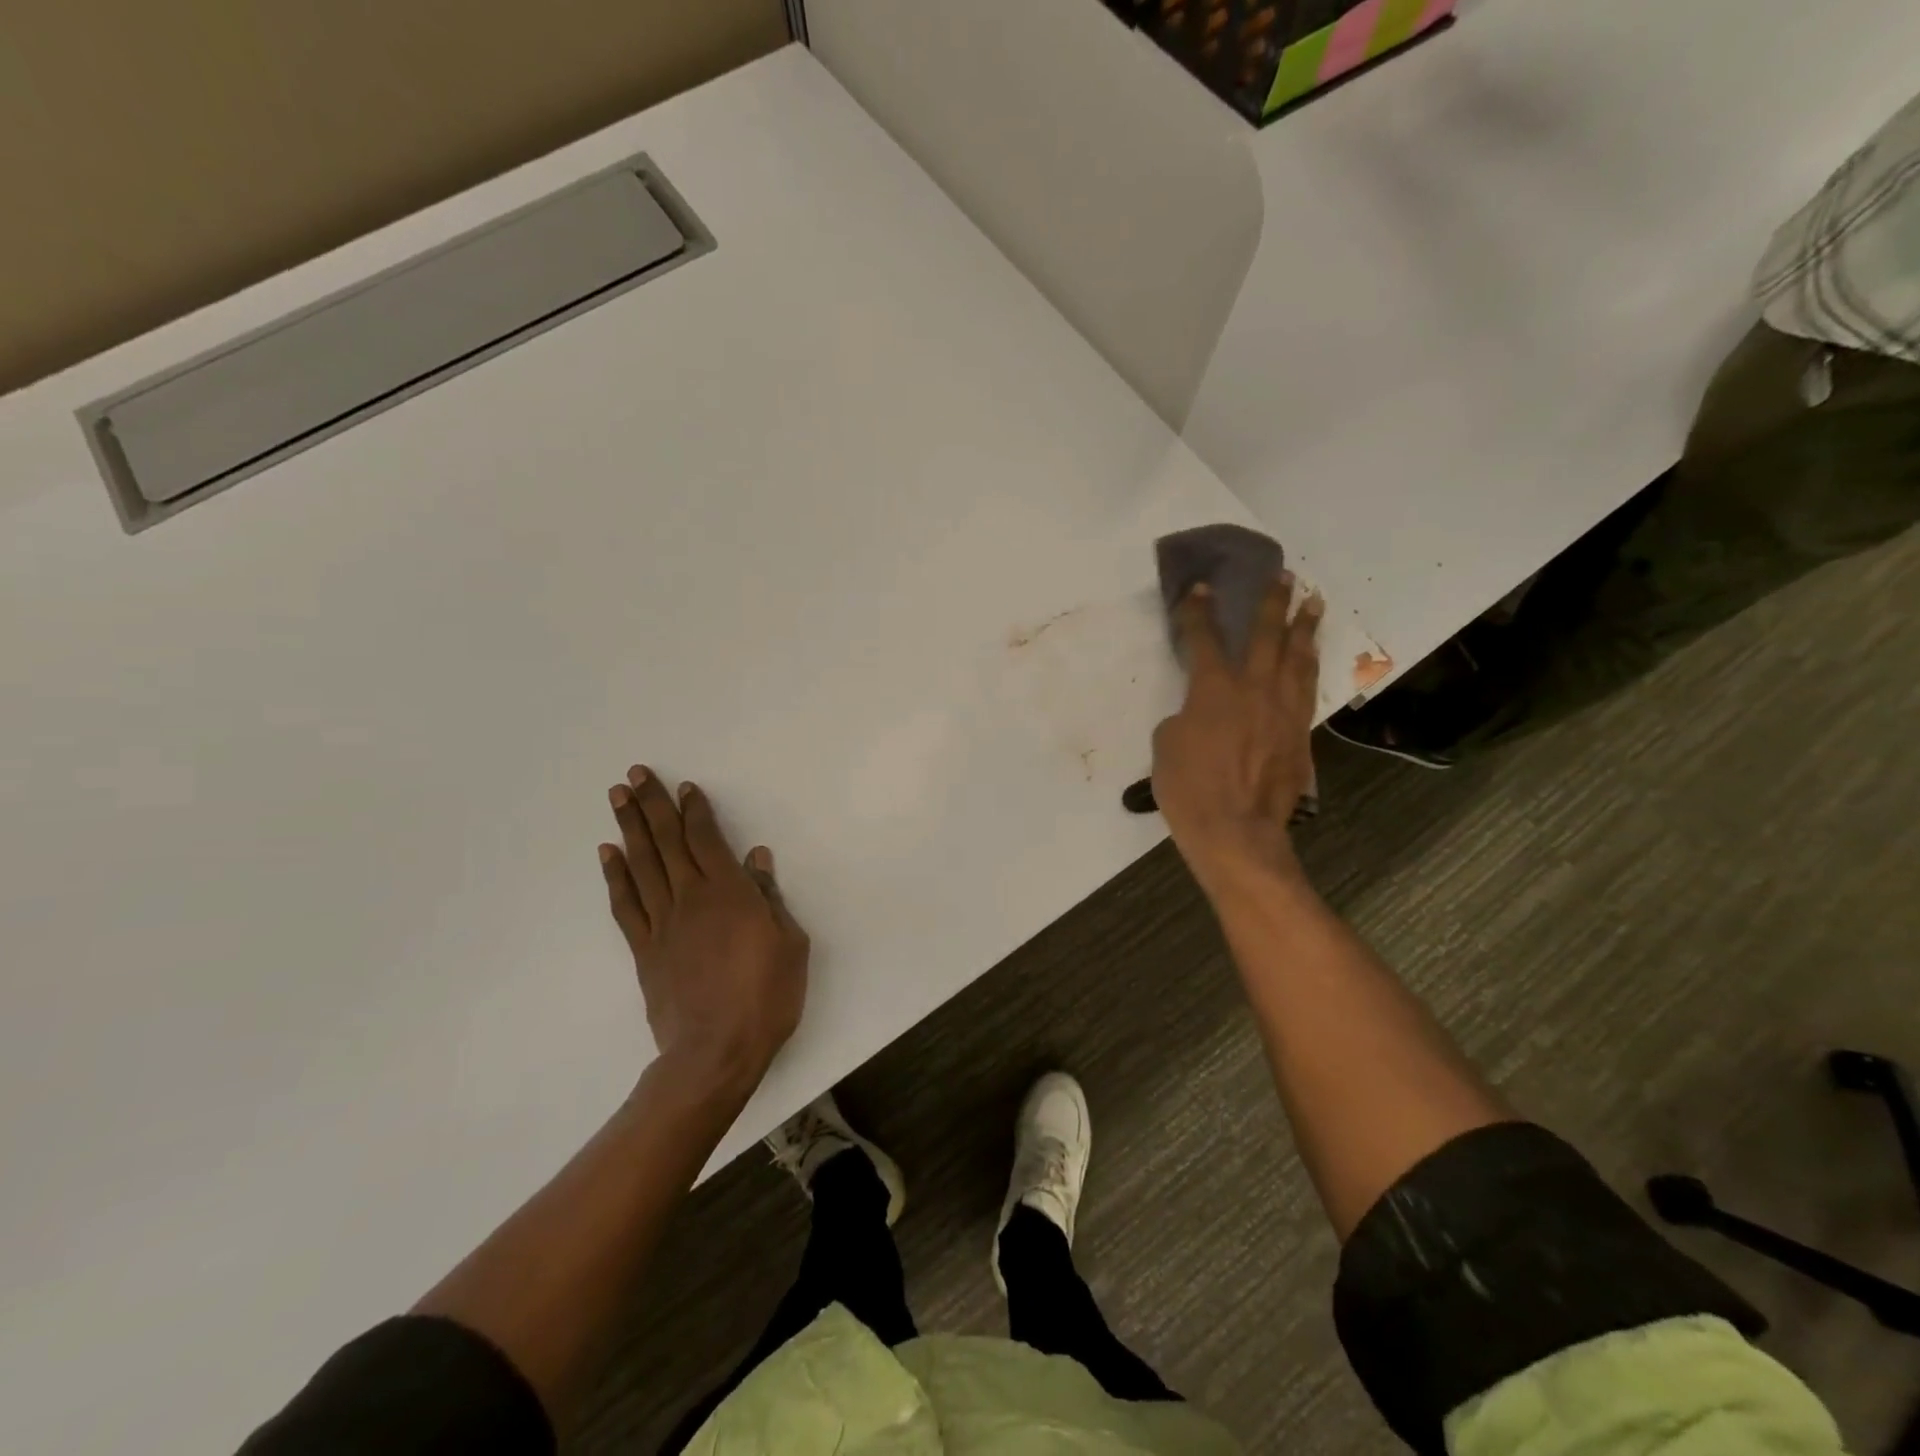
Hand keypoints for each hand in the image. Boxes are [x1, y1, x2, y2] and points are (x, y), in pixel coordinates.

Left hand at [599, 766, 808, 1098]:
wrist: (716, 1052)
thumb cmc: (766, 996)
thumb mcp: (789, 943)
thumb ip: (770, 898)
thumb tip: (756, 859)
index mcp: (729, 894)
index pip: (707, 840)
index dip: (695, 811)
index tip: (685, 787)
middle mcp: (691, 898)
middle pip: (667, 842)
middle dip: (652, 805)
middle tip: (635, 774)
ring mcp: (663, 923)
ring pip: (642, 864)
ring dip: (629, 828)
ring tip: (617, 797)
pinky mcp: (644, 949)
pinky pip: (626, 904)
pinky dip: (615, 875)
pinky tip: (608, 853)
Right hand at [1151, 577, 1322, 890]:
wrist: (1236, 830)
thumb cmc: (1189, 788)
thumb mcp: (1166, 746)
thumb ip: (1184, 718)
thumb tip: (1198, 715)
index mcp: (1213, 690)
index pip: (1204, 640)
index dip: (1200, 612)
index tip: (1201, 588)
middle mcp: (1253, 689)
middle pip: (1266, 636)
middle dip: (1273, 602)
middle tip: (1284, 577)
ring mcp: (1282, 710)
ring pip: (1298, 658)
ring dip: (1304, 627)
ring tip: (1312, 603)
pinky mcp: (1299, 733)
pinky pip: (1307, 689)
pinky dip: (1310, 666)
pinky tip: (1311, 657)